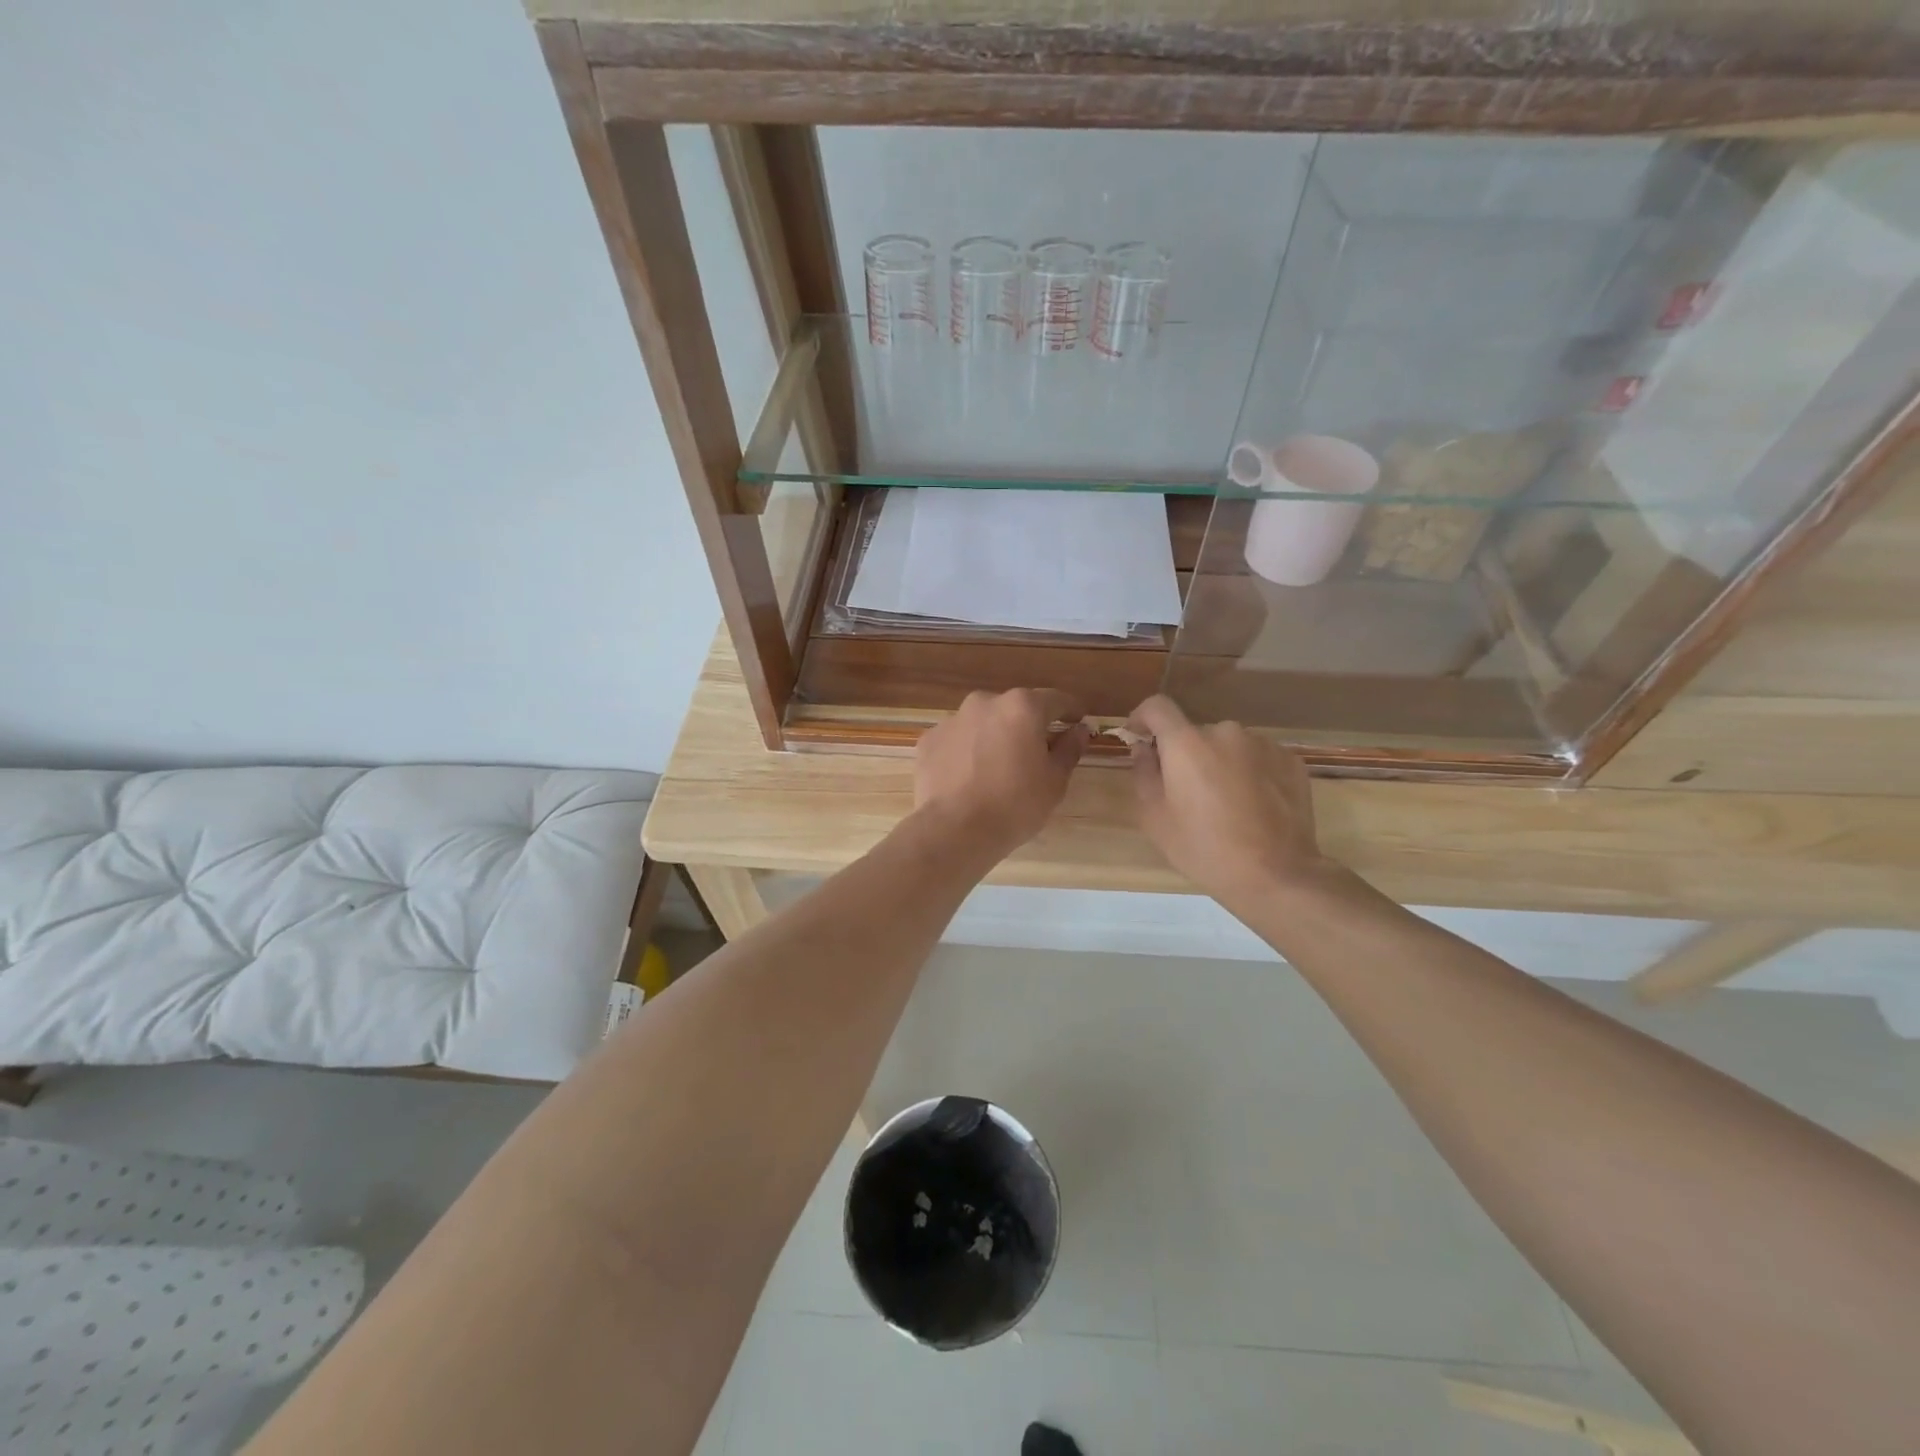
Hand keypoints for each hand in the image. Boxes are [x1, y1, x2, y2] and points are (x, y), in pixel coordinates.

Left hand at [914, 689, 1088, 860]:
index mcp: (1022, 707)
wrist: (954, 830)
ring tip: (996, 771)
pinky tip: (968, 779)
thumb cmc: (1015, 805)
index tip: (1077, 723)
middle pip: (1015, 709)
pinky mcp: (928, 740)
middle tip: (1034, 756)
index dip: (1070, 712)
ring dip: (993, 738)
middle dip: (1027, 727)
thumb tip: (1080, 729)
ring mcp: (952, 720)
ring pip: (983, 724)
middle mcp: (985, 702)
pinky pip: (956, 741)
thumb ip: (1069, 749)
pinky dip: (965, 753)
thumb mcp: (1054, 781)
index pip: (1056, 700)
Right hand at [1127, 695, 1331, 911]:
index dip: (1142, 717)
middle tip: (1186, 791)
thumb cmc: (1203, 848)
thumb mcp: (1155, 818)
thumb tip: (1144, 749)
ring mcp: (1263, 744)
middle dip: (1185, 754)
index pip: (1157, 707)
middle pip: (1194, 733)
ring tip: (1224, 802)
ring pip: (1228, 745)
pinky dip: (1249, 772)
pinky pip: (1258, 757)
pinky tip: (1253, 805)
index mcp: (1186, 743)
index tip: (1139, 738)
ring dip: (1219, 762)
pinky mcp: (1291, 761)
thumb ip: (1144, 774)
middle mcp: (1225, 732)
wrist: (1275, 874)